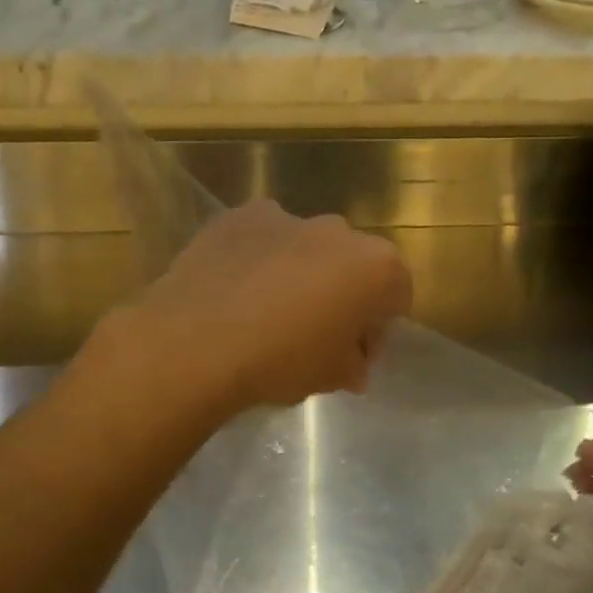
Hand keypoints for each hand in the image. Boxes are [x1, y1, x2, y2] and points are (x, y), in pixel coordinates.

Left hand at [123, 199, 412, 413]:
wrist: (196, 341)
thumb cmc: (280, 361)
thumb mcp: (330, 376)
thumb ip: (352, 365)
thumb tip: (352, 365)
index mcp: (377, 267)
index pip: (397, 296)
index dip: (377, 329)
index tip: (353, 356)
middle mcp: (340, 231)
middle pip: (354, 266)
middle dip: (342, 296)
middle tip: (314, 335)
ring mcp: (289, 216)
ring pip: (309, 248)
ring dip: (302, 273)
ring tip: (268, 311)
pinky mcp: (242, 215)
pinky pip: (265, 237)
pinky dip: (261, 257)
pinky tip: (237, 289)